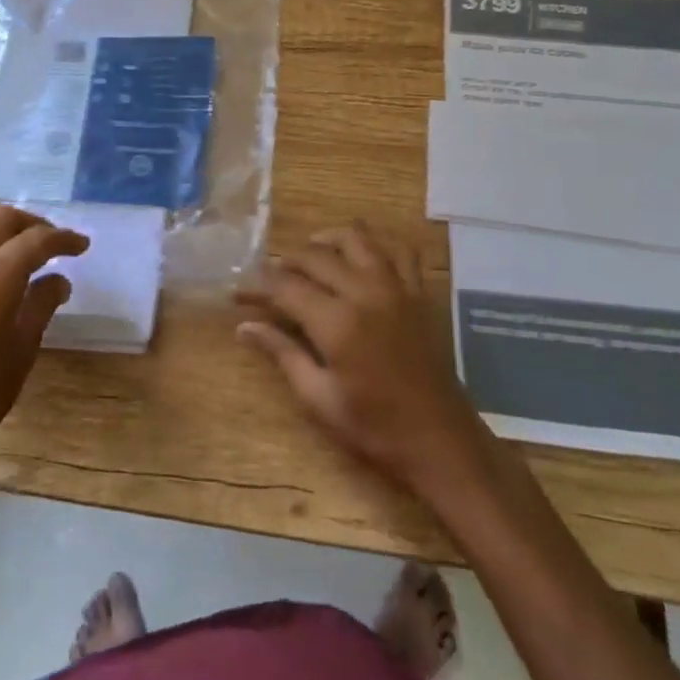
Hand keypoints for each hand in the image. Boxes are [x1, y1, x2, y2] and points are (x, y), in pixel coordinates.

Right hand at [237, 223, 488, 494]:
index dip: (258, 286)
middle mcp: (366, 291)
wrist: (440, 441)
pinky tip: (361, 256)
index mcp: (337, 322)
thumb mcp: (319, 399)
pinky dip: (377, 245)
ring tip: (310, 255)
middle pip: (316, 256)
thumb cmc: (375, 429)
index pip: (285, 287)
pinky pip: (399, 249)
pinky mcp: (419, 292)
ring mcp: (397, 287)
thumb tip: (244, 327)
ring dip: (327, 240)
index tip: (239, 293)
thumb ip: (282, 354)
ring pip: (357, 238)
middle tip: (268, 279)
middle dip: (285, 262)